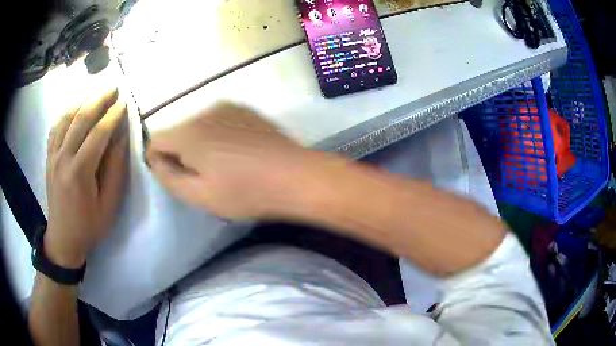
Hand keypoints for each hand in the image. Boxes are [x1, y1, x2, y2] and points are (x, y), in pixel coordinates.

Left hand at [45, 87, 128, 267]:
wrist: (63, 239)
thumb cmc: (89, 226)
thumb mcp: (109, 205)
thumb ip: (115, 170)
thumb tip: (120, 138)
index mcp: (79, 173)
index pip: (98, 133)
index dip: (112, 115)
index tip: (124, 102)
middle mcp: (63, 158)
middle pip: (80, 118)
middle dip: (98, 99)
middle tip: (113, 86)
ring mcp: (53, 156)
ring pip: (66, 118)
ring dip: (82, 100)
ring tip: (95, 92)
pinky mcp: (49, 157)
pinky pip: (55, 127)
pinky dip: (66, 112)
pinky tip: (74, 108)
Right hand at [145, 102, 308, 218]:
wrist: (295, 176)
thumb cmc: (246, 192)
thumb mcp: (200, 195)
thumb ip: (169, 178)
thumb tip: (155, 161)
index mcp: (189, 132)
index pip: (155, 140)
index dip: (156, 160)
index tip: (172, 176)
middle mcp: (205, 111)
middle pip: (177, 132)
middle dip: (179, 153)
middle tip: (200, 177)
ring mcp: (228, 107)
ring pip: (198, 126)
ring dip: (199, 144)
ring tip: (221, 167)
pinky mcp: (245, 110)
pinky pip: (218, 121)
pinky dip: (217, 136)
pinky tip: (237, 153)